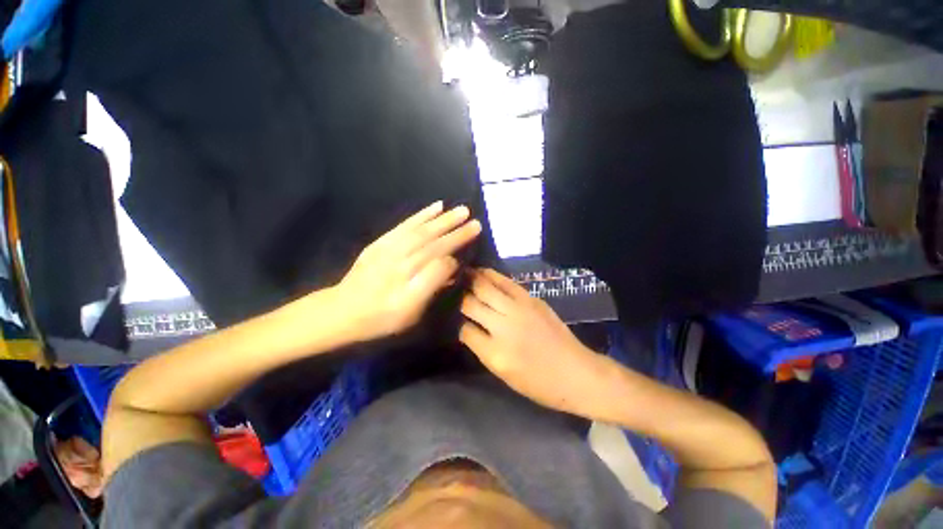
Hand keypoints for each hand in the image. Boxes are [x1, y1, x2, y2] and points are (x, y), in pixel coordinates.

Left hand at [337, 201, 481, 340]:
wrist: (343, 309)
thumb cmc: (382, 317)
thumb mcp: (410, 314)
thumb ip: (431, 288)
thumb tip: (451, 265)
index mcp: (409, 284)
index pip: (439, 262)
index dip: (456, 250)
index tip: (471, 241)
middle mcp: (400, 262)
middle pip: (432, 243)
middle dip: (456, 231)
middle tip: (476, 221)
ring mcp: (389, 249)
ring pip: (421, 231)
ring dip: (443, 219)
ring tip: (461, 210)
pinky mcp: (381, 242)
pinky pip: (404, 225)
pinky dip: (421, 215)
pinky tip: (436, 206)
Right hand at [459, 268, 615, 416]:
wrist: (577, 373)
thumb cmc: (539, 383)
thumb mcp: (504, 374)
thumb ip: (482, 349)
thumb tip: (467, 327)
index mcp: (495, 353)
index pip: (464, 329)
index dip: (455, 321)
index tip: (450, 314)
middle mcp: (504, 326)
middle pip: (472, 303)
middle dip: (459, 295)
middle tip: (448, 287)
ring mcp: (519, 309)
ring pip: (486, 287)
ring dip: (471, 279)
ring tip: (460, 272)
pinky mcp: (531, 299)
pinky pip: (506, 282)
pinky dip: (491, 275)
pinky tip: (482, 272)